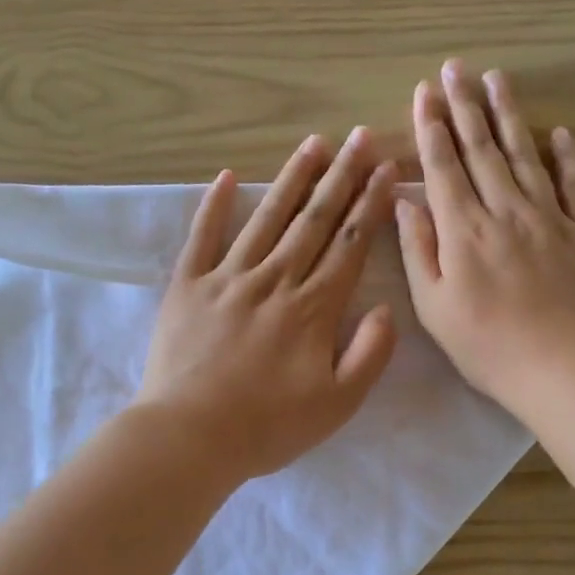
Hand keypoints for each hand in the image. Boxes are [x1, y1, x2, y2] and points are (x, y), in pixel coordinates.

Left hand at [137, 129, 398, 482]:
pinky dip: (213, 205)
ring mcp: (228, 279)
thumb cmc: (269, 427)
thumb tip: (385, 308)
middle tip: (358, 137)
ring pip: (266, 219)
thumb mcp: (338, 404)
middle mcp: (275, 281)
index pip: (349, 245)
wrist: (190, 437)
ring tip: (313, 144)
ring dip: (291, 179)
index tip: (384, 169)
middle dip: (341, 177)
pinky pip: (202, 237)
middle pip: (314, 221)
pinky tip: (225, 176)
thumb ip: (370, 354)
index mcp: (313, 308)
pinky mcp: (188, 287)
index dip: (369, 205)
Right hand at [395, 61, 574, 415]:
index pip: (443, 166)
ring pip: (525, 155)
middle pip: (482, 149)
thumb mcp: (434, 307)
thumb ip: (418, 250)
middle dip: (465, 105)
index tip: (424, 92)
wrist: (560, 368)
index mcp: (463, 230)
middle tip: (456, 67)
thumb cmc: (486, 346)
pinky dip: (566, 157)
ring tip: (498, 78)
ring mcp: (549, 218)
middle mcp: (505, 211)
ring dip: (509, 114)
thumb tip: (405, 201)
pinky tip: (558, 133)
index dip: (431, 127)